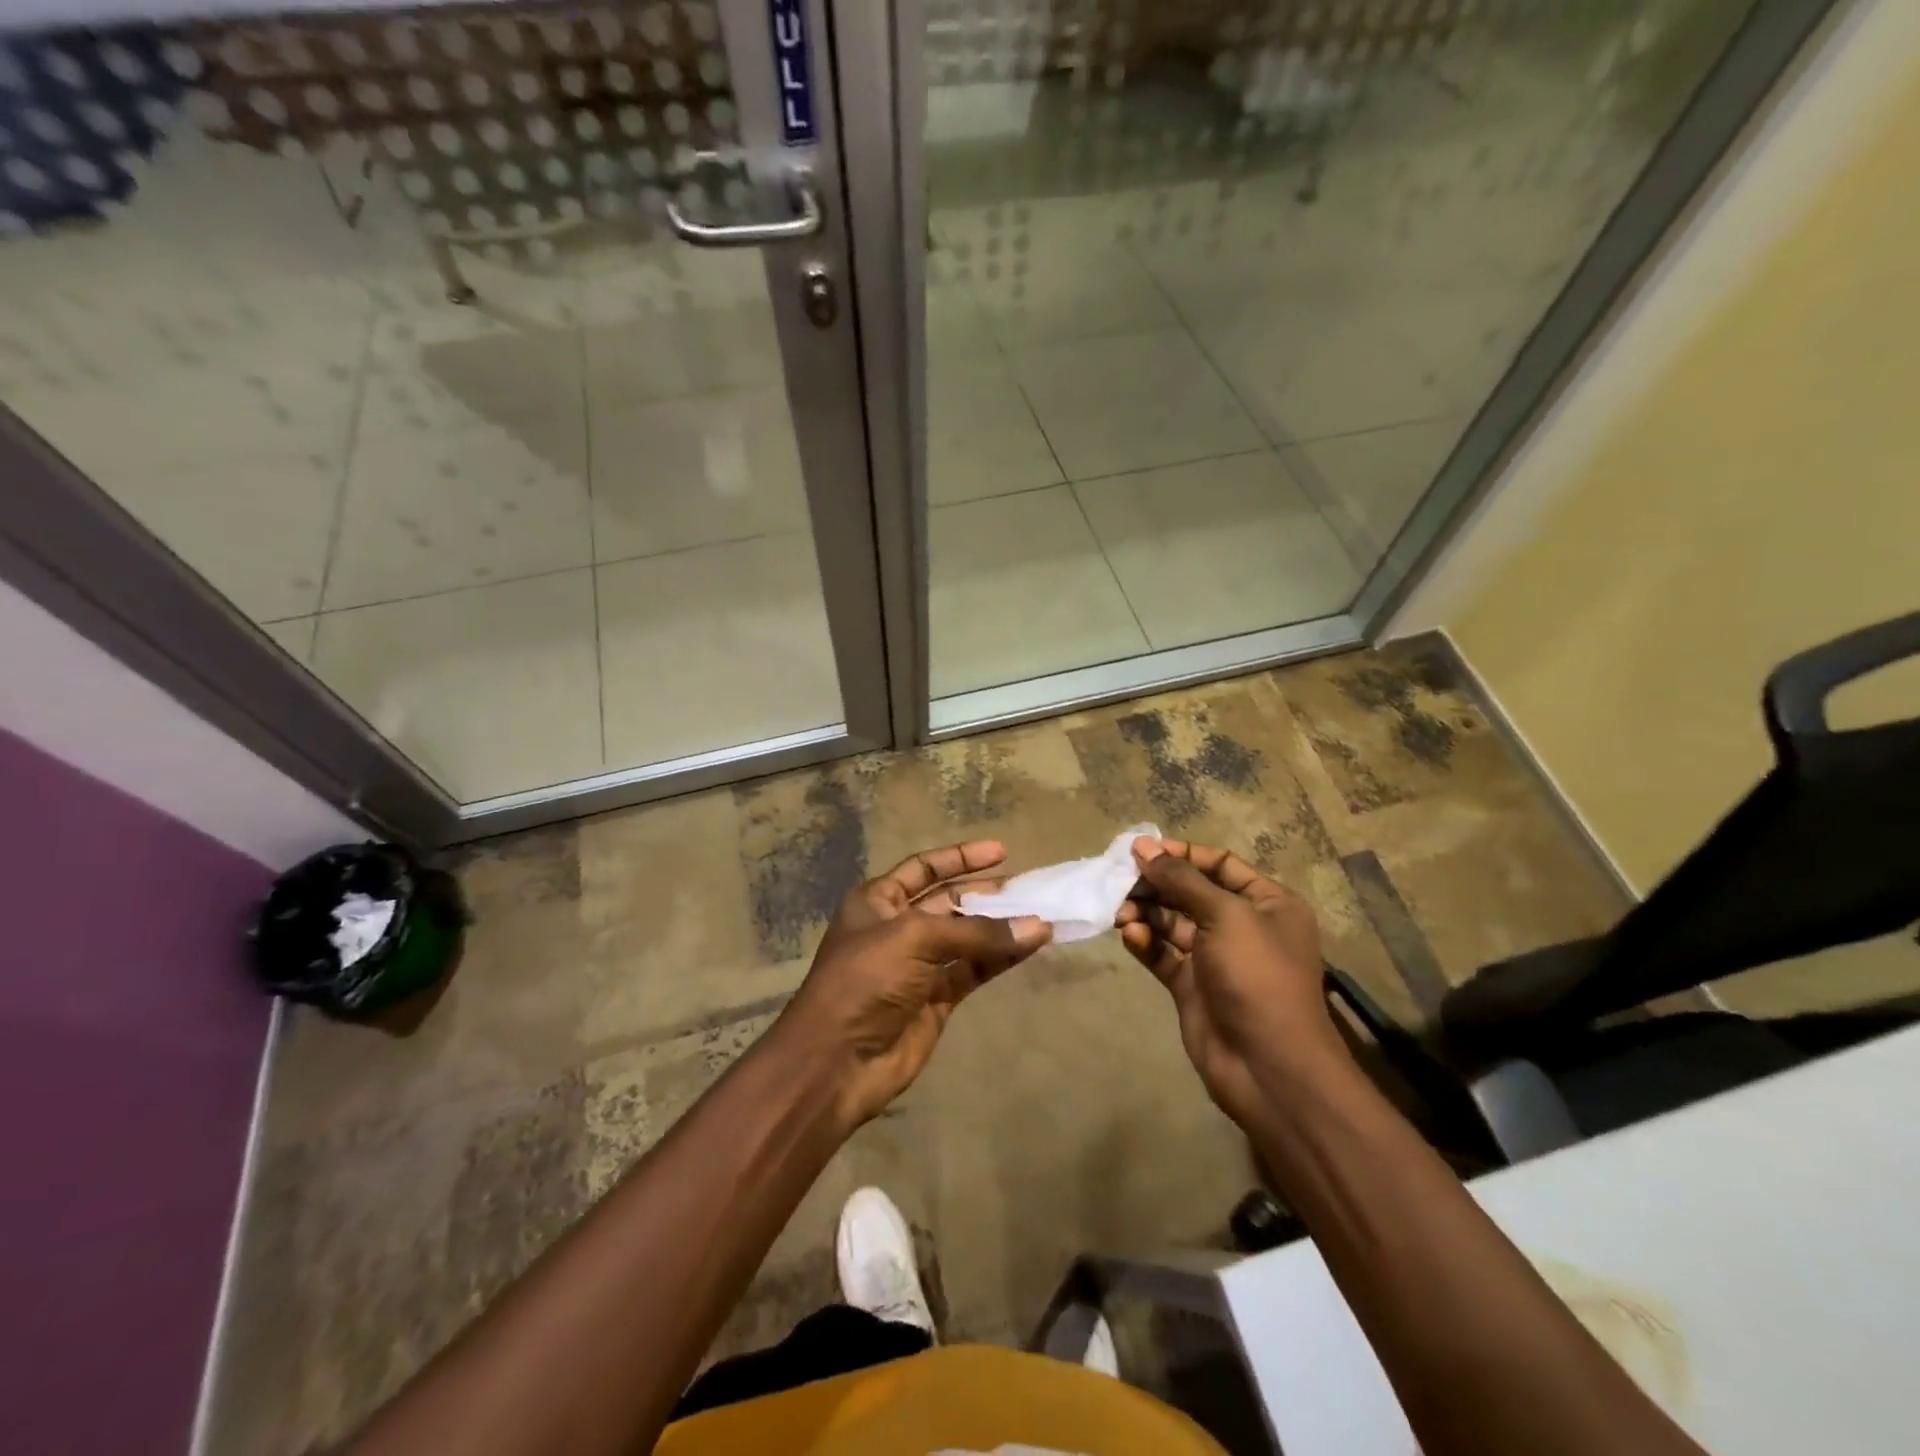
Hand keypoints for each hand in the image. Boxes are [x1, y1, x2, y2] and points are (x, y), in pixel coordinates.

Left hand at [781, 841, 1051, 1129]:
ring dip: (1000, 926)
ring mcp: (919, 965)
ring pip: (967, 937)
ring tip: (1041, 914)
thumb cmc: (865, 980)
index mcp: (877, 902)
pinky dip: (1001, 958)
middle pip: (949, 901)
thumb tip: (1036, 926)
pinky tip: (1030, 945)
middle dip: (986, 892)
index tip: (1001, 852)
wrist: (836, 1062)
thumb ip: (977, 932)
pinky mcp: (937, 999)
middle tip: (1028, 886)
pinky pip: (974, 970)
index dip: (960, 857)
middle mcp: (898, 928)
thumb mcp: (915, 939)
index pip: (924, 867)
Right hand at [1116, 838, 1346, 1127]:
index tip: (1141, 851)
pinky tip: (1130, 936)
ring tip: (1121, 913)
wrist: (1267, 1066)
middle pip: (1191, 892)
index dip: (1182, 855)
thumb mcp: (1225, 916)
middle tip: (1120, 880)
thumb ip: (1181, 879)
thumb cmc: (1257, 976)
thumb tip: (1144, 847)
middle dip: (1157, 884)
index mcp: (1267, 903)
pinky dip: (1145, 942)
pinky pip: (1163, 953)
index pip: (1220, 864)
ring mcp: (1215, 958)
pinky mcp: (1192, 986)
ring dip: (1146, 913)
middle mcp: (1243, 926)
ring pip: (1172, 923)